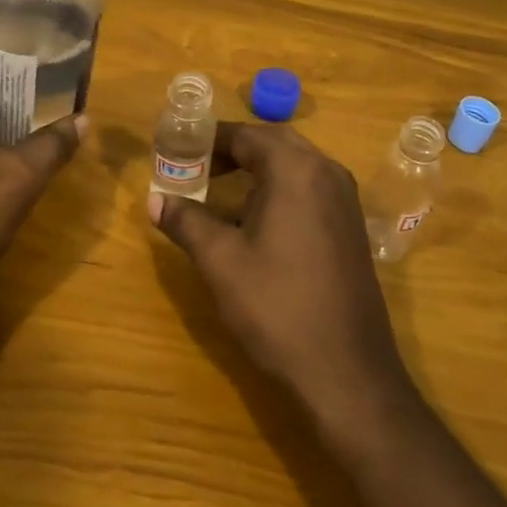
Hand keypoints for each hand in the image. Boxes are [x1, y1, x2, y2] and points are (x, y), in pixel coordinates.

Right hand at [149, 122, 415, 434]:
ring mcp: (345, 200)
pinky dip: (280, 189)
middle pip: (273, 143)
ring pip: (295, 165)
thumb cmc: (277, 307)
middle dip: (233, 150)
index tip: (178, 151)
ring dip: (257, 169)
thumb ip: (186, 221)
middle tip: (197, 167)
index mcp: (296, 170)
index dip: (208, 140)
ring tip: (219, 192)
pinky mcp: (351, 226)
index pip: (246, 134)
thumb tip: (154, 199)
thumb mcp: (221, 261)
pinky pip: (311, 188)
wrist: (347, 371)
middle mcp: (327, 172)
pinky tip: (257, 222)